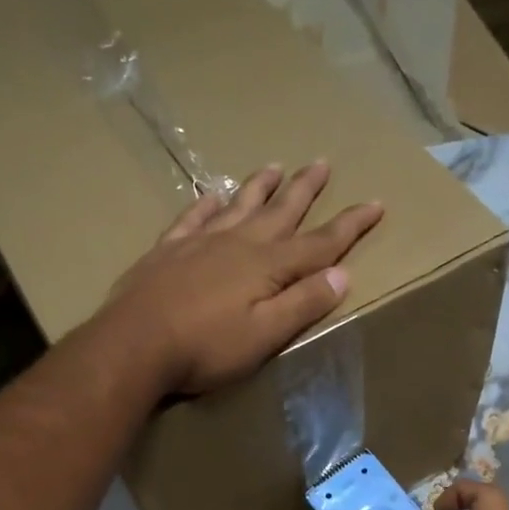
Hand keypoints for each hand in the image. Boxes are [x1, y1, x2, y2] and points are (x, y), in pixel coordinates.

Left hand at [98, 162, 382, 395]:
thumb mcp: (265, 335)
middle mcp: (238, 244)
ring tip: (275, 166)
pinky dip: (207, 205)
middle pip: (280, 211)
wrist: (133, 344)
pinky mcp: (167, 251)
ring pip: (238, 205)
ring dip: (259, 187)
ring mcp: (199, 242)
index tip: (375, 203)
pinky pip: (193, 217)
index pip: (319, 242)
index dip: (350, 224)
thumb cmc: (205, 347)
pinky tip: (212, 195)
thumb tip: (342, 274)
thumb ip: (303, 304)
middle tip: (322, 162)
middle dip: (305, 189)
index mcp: (267, 266)